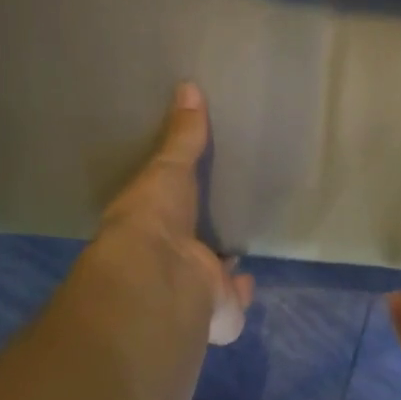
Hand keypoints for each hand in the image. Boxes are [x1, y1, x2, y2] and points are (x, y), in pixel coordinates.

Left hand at [98, 82, 254, 345]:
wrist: (162, 275)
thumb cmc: (155, 217)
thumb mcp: (168, 167)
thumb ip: (182, 137)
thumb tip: (189, 87)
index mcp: (150, 227)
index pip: (165, 214)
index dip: (175, 207)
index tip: (188, 195)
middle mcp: (169, 262)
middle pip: (188, 249)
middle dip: (199, 242)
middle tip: (216, 225)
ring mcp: (193, 291)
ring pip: (207, 279)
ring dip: (218, 270)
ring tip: (235, 251)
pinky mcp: (221, 312)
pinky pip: (234, 302)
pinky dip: (242, 292)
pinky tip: (249, 278)